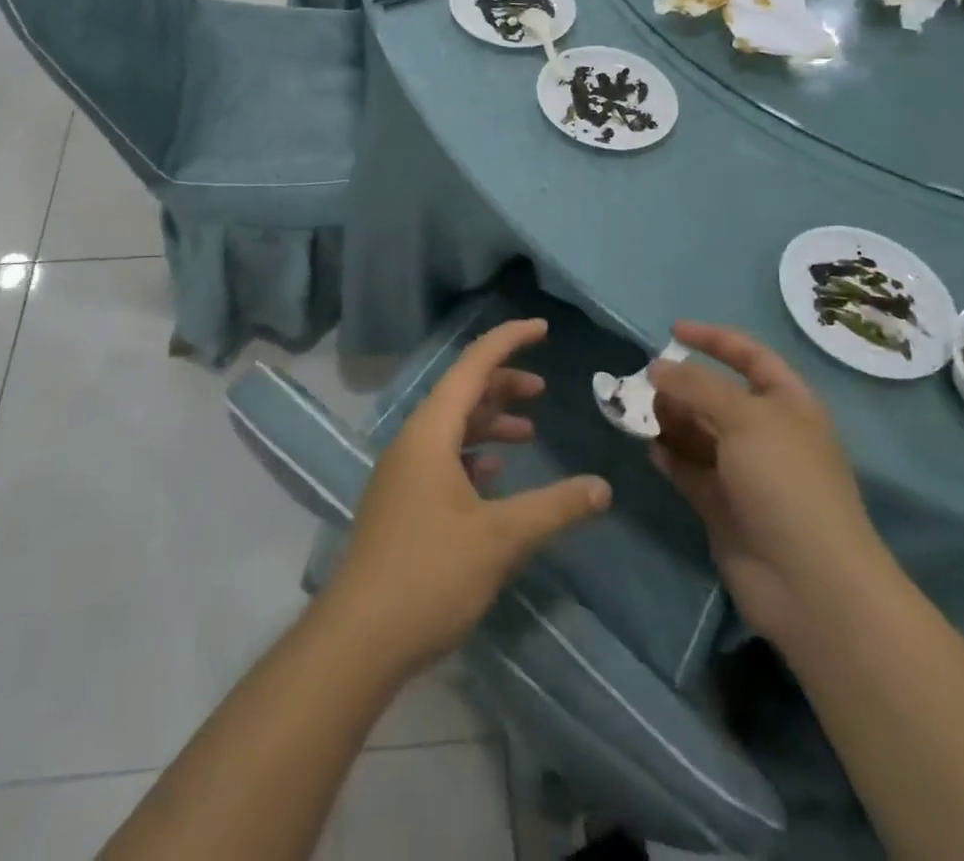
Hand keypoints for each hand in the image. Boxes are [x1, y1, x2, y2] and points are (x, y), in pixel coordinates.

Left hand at [326, 319, 611, 676]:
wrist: (361, 635)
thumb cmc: (430, 573)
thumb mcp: (500, 538)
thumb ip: (554, 507)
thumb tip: (603, 487)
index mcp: (431, 431)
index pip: (471, 365)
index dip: (507, 340)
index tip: (541, 327)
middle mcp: (413, 440)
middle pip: (461, 394)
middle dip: (502, 385)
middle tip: (543, 389)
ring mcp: (404, 472)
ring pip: (453, 428)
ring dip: (490, 423)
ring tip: (530, 430)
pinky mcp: (403, 502)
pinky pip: (443, 459)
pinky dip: (474, 456)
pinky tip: (496, 475)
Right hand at [650, 321, 890, 645]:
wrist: (809, 583)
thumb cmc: (785, 482)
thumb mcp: (744, 417)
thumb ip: (696, 386)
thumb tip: (657, 368)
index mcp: (788, 406)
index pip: (750, 357)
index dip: (714, 340)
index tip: (671, 331)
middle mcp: (767, 435)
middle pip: (717, 396)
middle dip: (682, 385)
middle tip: (644, 384)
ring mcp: (745, 473)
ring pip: (699, 432)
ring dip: (670, 419)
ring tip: (641, 414)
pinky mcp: (723, 506)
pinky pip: (689, 469)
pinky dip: (670, 456)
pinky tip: (650, 448)